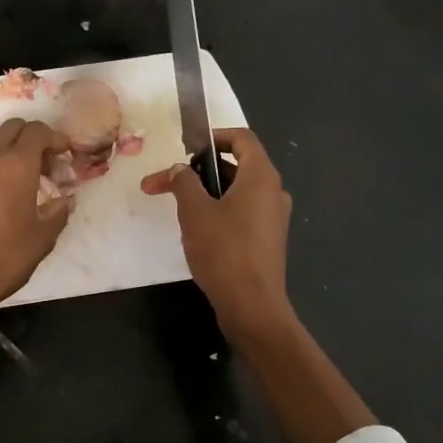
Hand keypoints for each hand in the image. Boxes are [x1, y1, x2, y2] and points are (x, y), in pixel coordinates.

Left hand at [0, 119, 74, 312]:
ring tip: (8, 167)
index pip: (39, 132)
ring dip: (1, 143)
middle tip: (39, 165)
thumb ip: (58, 212)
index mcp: (18, 164)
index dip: (55, 138)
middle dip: (30, 138)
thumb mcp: (43, 238)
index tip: (63, 154)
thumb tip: (65, 198)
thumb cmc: (4, 258)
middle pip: (12, 127)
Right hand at [141, 128, 293, 341]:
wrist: (251, 305)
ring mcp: (273, 218)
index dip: (214, 137)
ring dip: (207, 192)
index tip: (187, 148)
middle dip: (200, 170)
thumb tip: (180, 169)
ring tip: (177, 206)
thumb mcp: (195, 212)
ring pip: (238, 192)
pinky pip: (242, 213)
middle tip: (170, 181)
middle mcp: (273, 192)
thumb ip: (184, 183)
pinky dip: (220, 211)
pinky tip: (197, 230)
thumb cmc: (223, 251)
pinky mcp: (267, 240)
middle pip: (238, 165)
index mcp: (261, 177)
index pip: (242, 139)